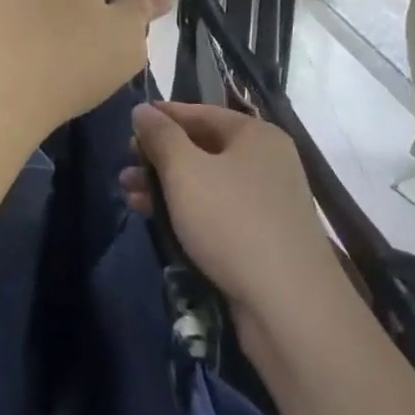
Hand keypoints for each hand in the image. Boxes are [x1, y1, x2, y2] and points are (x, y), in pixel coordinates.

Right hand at [120, 102, 340, 322]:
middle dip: (160, 157)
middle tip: (125, 166)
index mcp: (256, 135)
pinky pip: (217, 212)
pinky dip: (187, 210)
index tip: (128, 124)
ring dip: (167, 186)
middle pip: (203, 147)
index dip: (162, 117)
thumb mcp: (186, 171)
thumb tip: (142, 109)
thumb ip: (160, 136)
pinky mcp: (263, 238)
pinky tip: (157, 220)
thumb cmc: (232, 221)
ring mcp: (268, 202)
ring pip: (207, 183)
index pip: (201, 112)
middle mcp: (267, 162)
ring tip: (128, 195)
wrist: (289, 304)